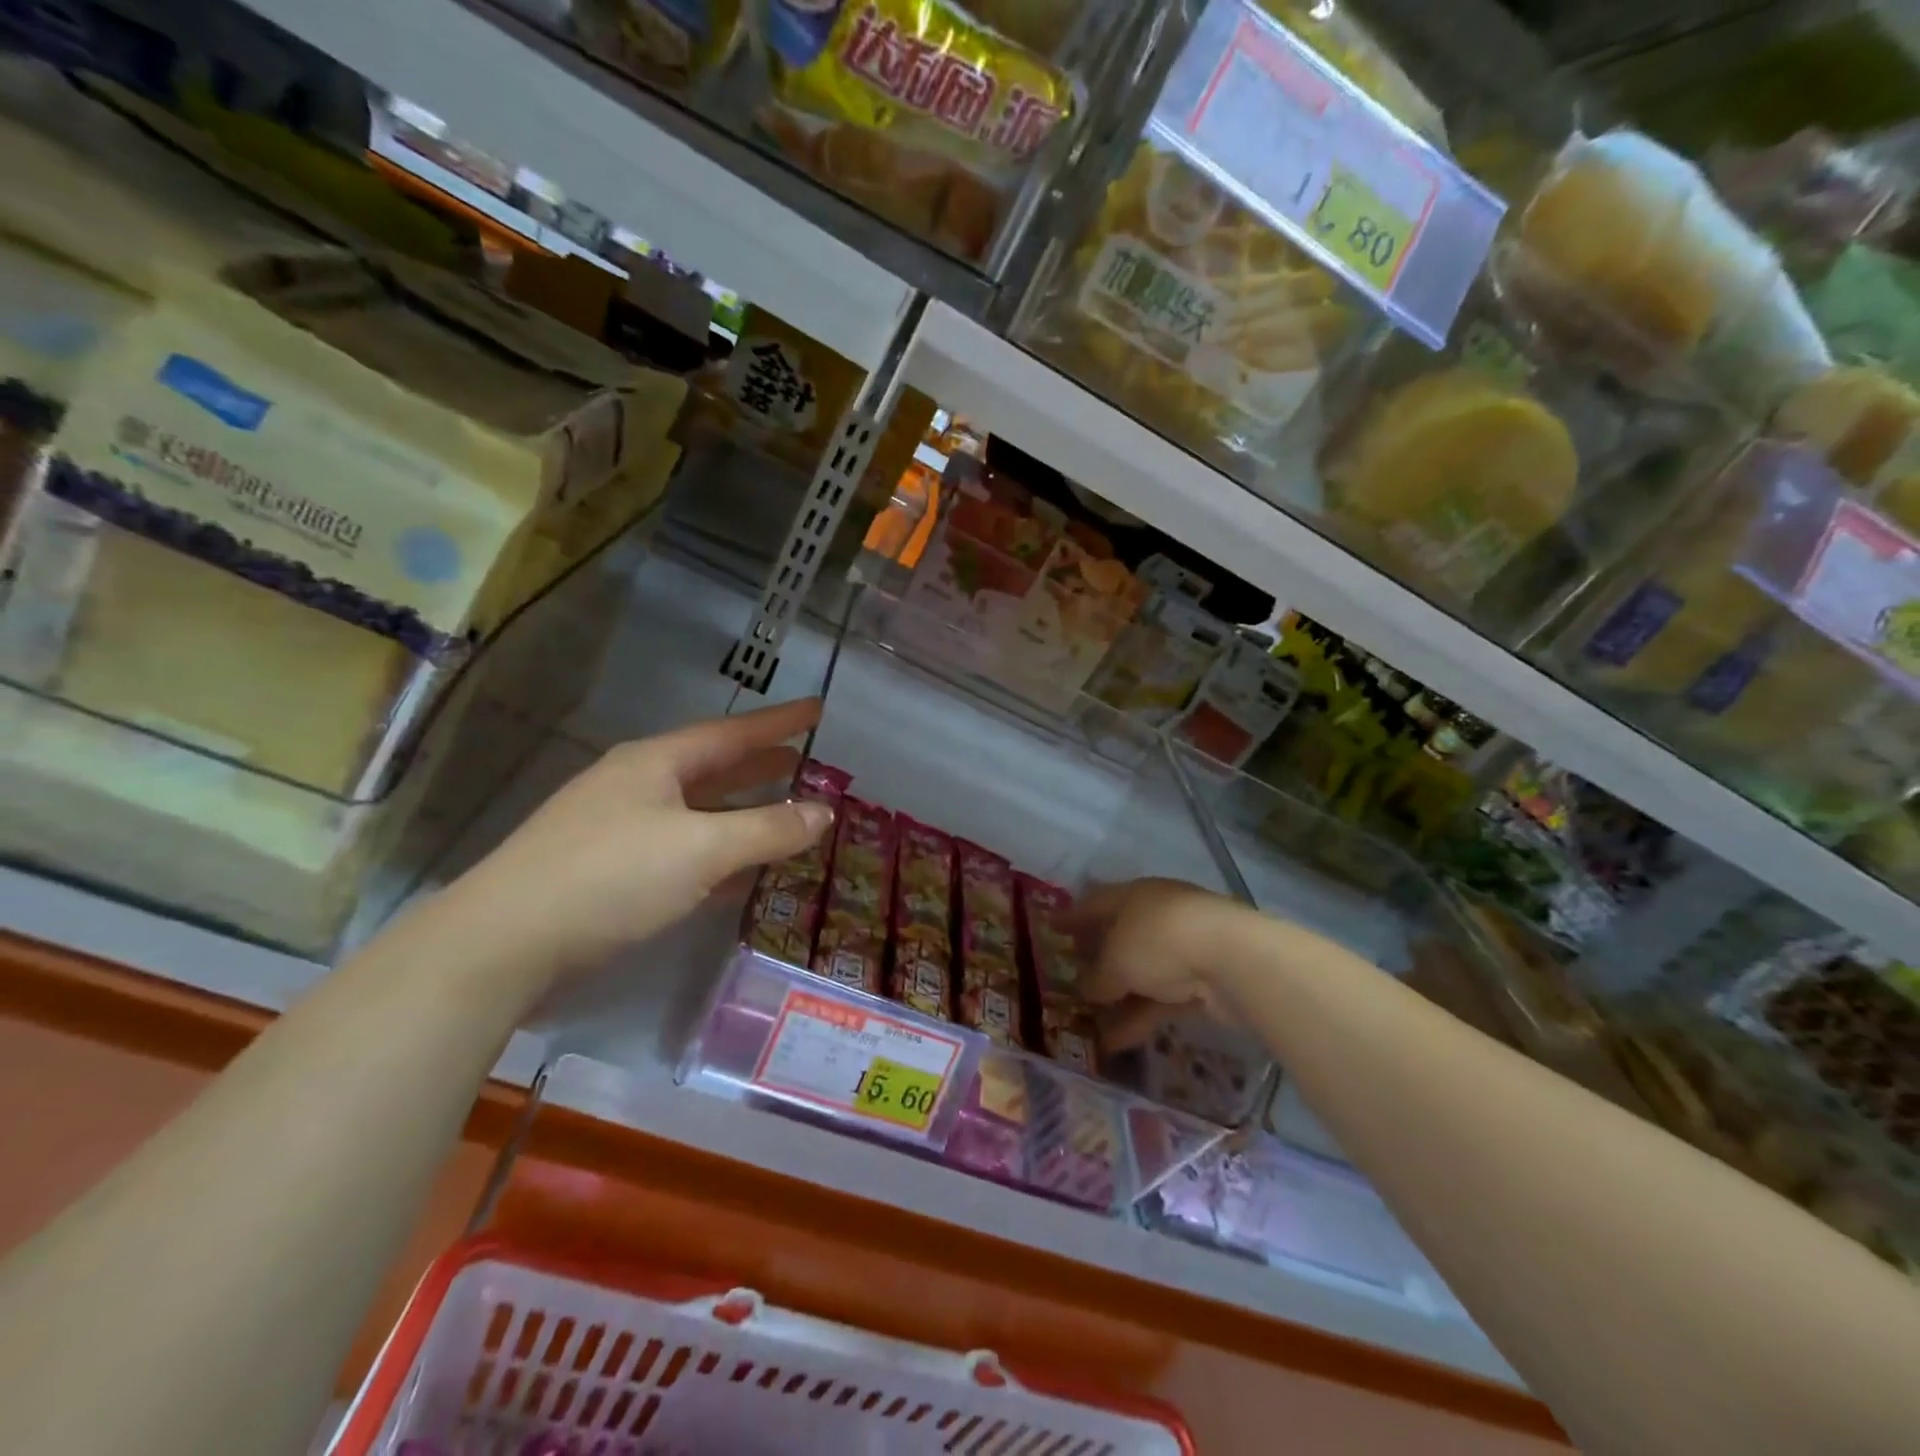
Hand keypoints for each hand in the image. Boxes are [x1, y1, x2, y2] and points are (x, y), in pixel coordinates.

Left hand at [440, 699, 832, 988]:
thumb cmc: (612, 876)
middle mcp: (637, 786)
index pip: (733, 732)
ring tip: (785, 812)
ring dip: (741, 812)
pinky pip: (680, 851)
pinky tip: (740, 874)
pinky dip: (717, 855)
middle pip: (713, 768)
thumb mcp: (703, 848)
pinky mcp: (608, 872)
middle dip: (761, 765)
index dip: (779, 722)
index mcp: (657, 763)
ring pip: (697, 812)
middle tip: (804, 760)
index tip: (818, 710)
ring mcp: (618, 829)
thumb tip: (824, 813)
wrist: (504, 943)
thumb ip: (769, 829)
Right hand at [1068, 878, 1255, 1048]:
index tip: (1051, 928)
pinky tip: (1117, 1043)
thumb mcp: (1116, 961)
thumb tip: (1087, 990)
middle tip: (1071, 981)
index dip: (1071, 916)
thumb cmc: (1160, 941)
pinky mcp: (1203, 981)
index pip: (1095, 903)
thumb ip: (1097, 978)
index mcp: (1133, 896)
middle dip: (1097, 961)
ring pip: (1141, 974)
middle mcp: (1157, 916)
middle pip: (1120, 938)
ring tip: (1089, 1027)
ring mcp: (1183, 948)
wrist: (1232, 960)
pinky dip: (1140, 1018)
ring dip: (1117, 1000)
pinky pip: (1162, 999)